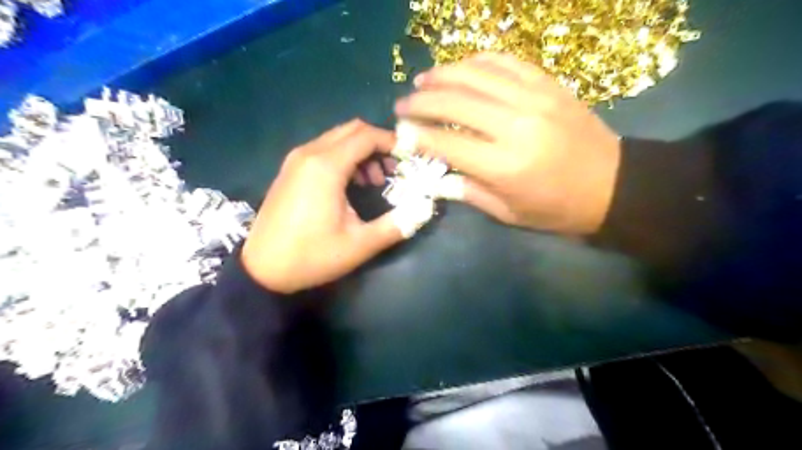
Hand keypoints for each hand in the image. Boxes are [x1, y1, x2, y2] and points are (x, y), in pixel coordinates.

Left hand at [241, 119, 406, 294]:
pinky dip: (344, 158)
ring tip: (375, 181)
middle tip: (393, 170)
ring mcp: (296, 159)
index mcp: (326, 166)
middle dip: (378, 145)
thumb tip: (423, 209)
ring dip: (361, 152)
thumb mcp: (360, 245)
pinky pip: (323, 150)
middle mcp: (309, 153)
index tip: (408, 158)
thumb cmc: (312, 256)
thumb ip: (396, 225)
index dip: (392, 142)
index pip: (366, 136)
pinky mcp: (290, 169)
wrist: (261, 269)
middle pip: (352, 131)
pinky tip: (351, 184)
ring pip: (337, 139)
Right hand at [393, 51, 619, 233]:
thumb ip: (469, 192)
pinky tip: (460, 68)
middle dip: (420, 102)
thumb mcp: (509, 213)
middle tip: (401, 105)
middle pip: (455, 102)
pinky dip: (476, 61)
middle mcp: (515, 125)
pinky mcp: (548, 84)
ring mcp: (534, 98)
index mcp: (504, 165)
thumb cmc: (557, 209)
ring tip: (421, 80)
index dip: (417, 136)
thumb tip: (438, 176)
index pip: (446, 143)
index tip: (398, 132)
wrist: (614, 186)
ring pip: (476, 74)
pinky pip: (505, 62)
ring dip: (442, 74)